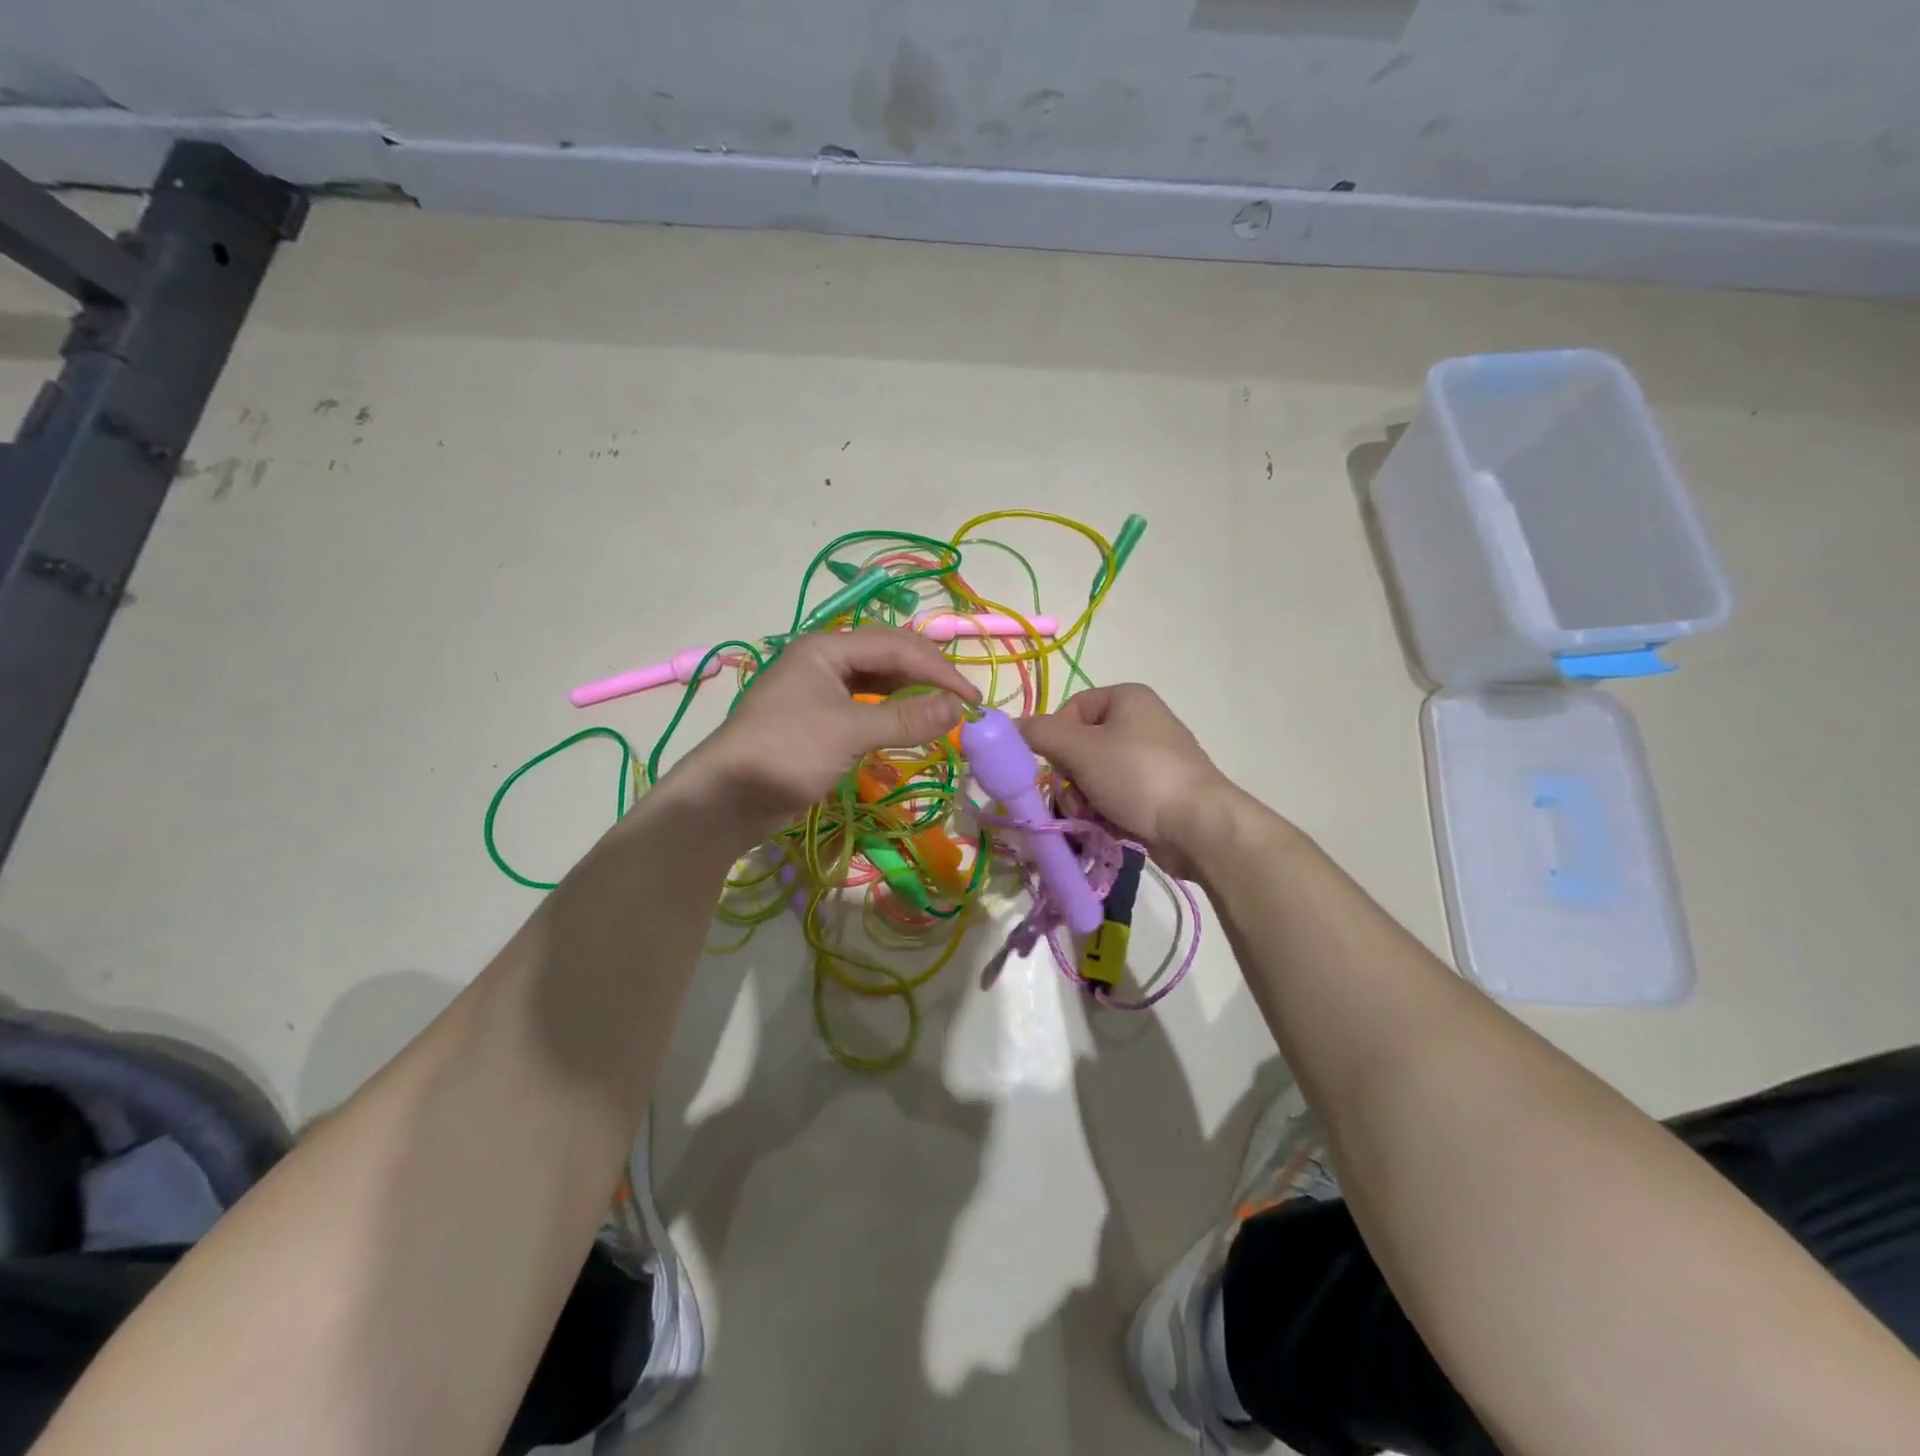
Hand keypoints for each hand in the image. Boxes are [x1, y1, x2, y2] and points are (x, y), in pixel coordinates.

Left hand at [667, 628, 979, 844]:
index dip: (938, 670)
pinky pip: (865, 708)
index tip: (972, 700)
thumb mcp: (850, 731)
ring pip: (878, 683)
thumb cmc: (787, 751)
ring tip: (943, 713)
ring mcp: (819, 692)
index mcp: (826, 648)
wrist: (728, 799)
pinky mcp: (818, 722)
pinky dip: (892, 715)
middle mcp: (824, 661)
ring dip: (911, 695)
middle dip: (927, 677)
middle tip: (962, 704)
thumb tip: (959, 709)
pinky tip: (910, 725)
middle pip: (888, 658)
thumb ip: (906, 718)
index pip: (895, 647)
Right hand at [1019, 685, 1243, 879]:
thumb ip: (1040, 734)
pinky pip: (1115, 797)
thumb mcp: (1081, 749)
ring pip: (1094, 776)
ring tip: (1091, 818)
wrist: (1197, 826)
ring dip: (1083, 800)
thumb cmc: (1137, 775)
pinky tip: (1108, 828)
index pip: (1071, 709)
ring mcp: (1152, 759)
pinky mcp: (1158, 792)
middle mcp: (1141, 722)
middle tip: (1074, 798)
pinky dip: (1105, 812)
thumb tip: (1008, 726)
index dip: (1055, 737)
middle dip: (1070, 778)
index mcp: (1127, 698)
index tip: (1052, 765)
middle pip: (1081, 747)